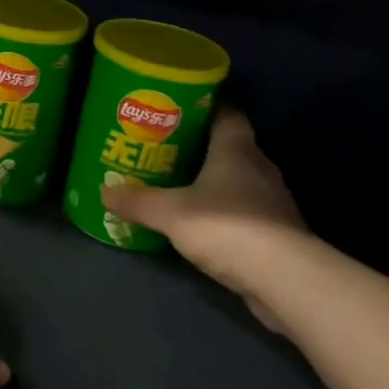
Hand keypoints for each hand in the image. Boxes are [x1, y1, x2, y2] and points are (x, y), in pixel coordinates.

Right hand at [102, 109, 310, 331]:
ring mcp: (273, 202)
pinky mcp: (279, 234)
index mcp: (237, 150)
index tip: (181, 109)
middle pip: (232, 148)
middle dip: (203, 148)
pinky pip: (247, 212)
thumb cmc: (226, 226)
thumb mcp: (169, 213)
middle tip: (168, 149)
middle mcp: (260, 168)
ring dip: (216, 183)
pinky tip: (204, 224)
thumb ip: (137, 201)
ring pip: (240, 181)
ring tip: (181, 187)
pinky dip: (227, 213)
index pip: (227, 114)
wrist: (284, 279)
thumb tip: (103, 192)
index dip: (206, 108)